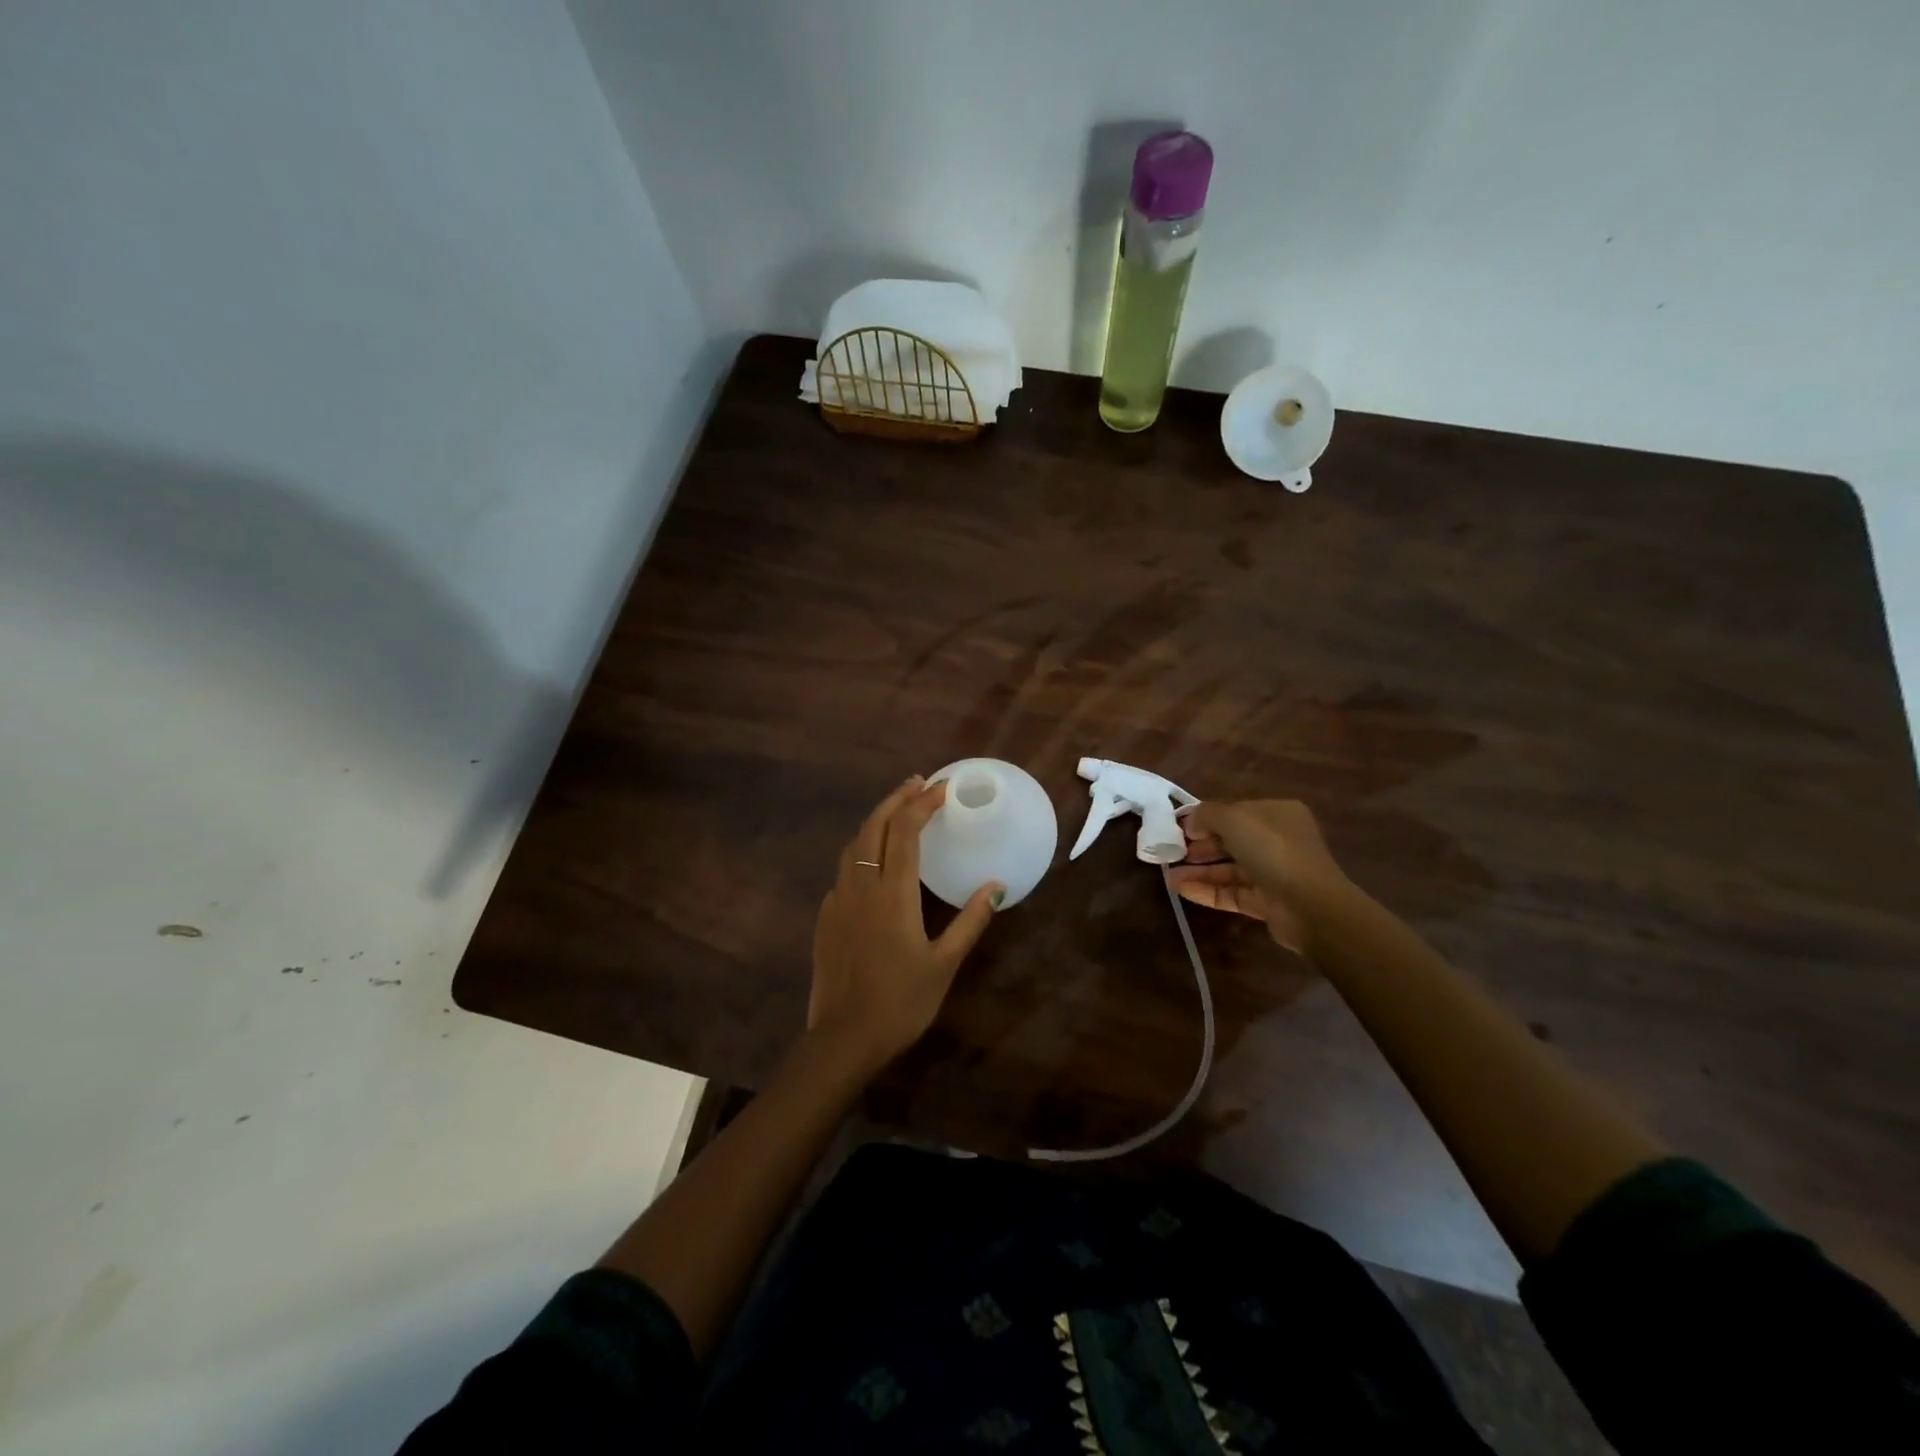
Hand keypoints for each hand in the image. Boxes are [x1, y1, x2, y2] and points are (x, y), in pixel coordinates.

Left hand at [808, 777, 1001, 1072]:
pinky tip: (875, 860)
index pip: (905, 831)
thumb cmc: (901, 1003)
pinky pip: (845, 869)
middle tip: (919, 784)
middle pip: (873, 825)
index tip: (942, 788)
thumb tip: (995, 886)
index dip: (923, 803)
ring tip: (899, 810)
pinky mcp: (826, 915)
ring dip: (877, 819)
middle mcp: (861, 886)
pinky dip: (863, 848)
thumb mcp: (944, 964)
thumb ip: (970, 921)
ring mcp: (838, 899)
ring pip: (854, 843)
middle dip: (896, 798)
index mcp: (892, 894)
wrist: (843, 1039)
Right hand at [1168, 799, 1354, 953]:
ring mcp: (1272, 873)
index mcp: (1276, 814)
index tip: (1177, 828)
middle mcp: (1277, 841)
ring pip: (1228, 869)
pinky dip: (1206, 890)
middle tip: (1171, 852)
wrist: (1310, 906)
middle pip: (1230, 841)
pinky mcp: (1266, 902)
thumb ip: (1206, 815)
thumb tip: (1189, 822)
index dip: (1204, 819)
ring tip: (1168, 875)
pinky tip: (1181, 889)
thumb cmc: (1273, 850)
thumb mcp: (1234, 819)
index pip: (1234, 812)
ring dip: (1198, 871)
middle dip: (1199, 846)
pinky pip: (1231, 892)